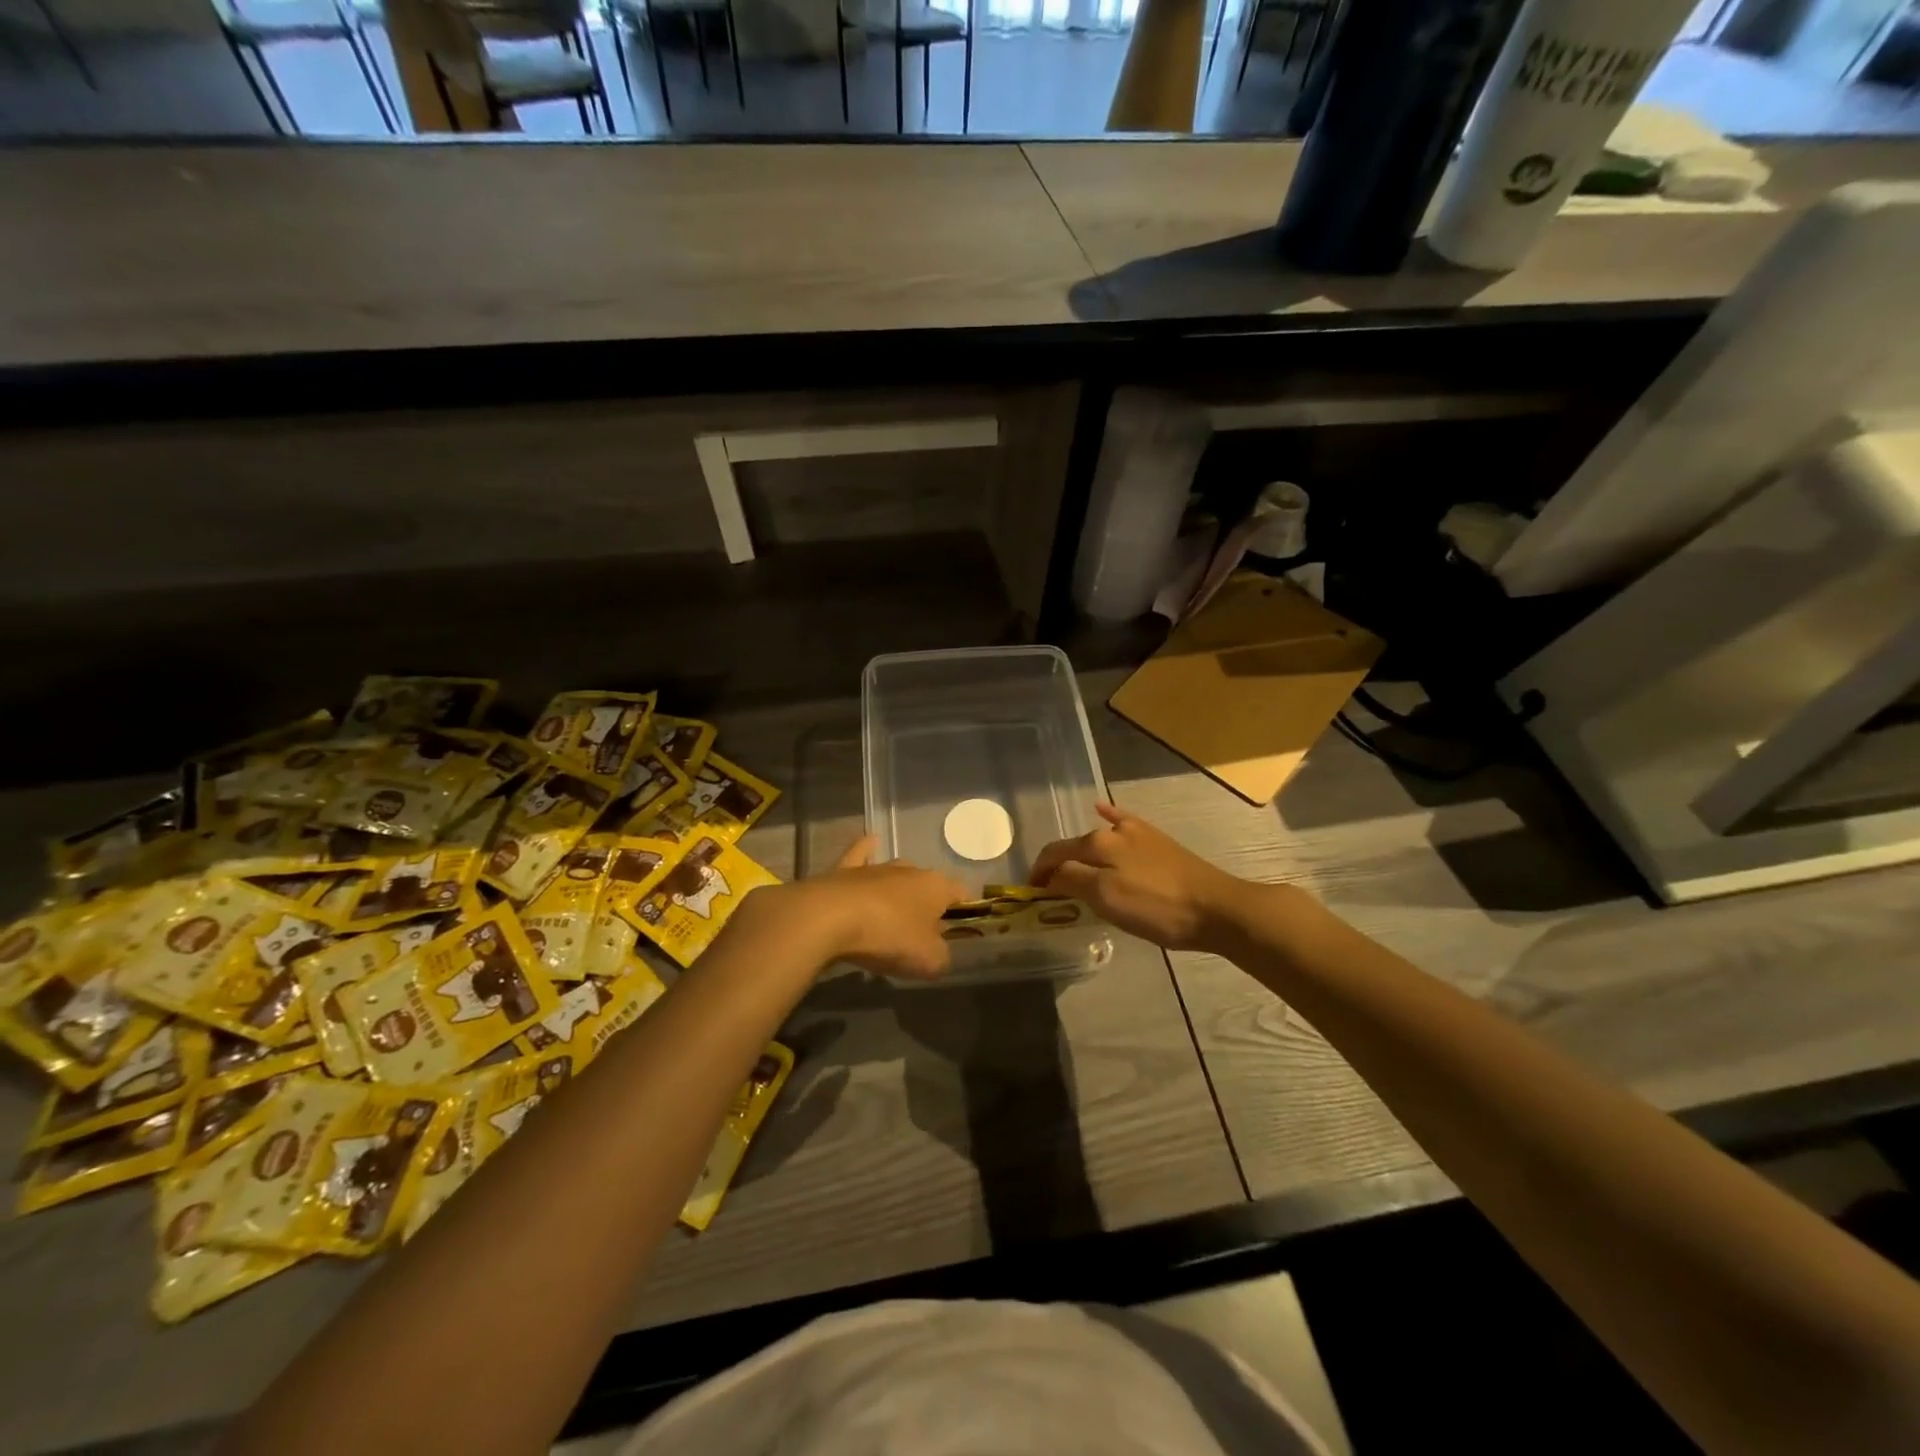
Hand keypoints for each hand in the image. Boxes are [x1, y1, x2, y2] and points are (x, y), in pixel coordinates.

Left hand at [765, 836, 966, 980]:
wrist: (829, 918)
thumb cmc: (888, 937)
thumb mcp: (928, 960)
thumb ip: (942, 957)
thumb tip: (939, 953)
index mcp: (936, 886)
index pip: (962, 893)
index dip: (965, 912)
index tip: (960, 932)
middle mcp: (910, 870)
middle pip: (928, 885)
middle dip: (928, 905)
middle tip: (920, 935)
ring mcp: (877, 867)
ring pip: (897, 873)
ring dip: (899, 889)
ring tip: (895, 913)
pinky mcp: (845, 870)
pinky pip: (861, 855)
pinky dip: (866, 850)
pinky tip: (870, 842)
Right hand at [1029, 802, 1248, 952]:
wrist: (1216, 908)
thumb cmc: (1157, 908)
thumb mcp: (1107, 899)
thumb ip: (1072, 881)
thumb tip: (1050, 874)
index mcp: (1097, 844)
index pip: (1054, 853)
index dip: (1038, 872)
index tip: (1029, 893)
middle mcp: (1114, 830)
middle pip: (1074, 846)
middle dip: (1058, 864)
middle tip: (1050, 890)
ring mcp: (1139, 832)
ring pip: (1096, 838)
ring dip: (1078, 850)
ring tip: (1070, 867)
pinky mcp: (1158, 840)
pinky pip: (1124, 822)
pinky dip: (1110, 815)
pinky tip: (1103, 808)